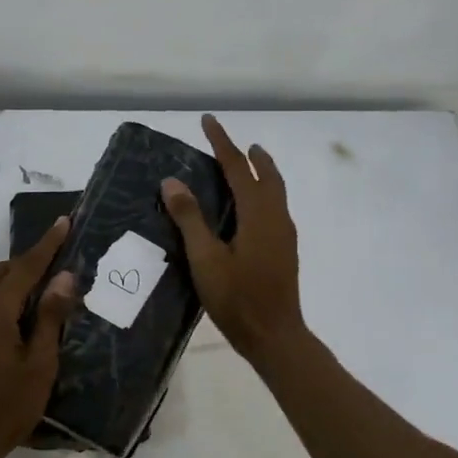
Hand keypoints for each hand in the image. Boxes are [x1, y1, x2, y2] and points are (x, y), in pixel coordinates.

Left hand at [0, 216, 77, 457]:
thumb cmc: (7, 406)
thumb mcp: (39, 363)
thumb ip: (50, 317)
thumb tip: (64, 276)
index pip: (26, 266)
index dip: (48, 244)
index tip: (65, 221)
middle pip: (5, 271)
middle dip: (33, 259)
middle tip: (63, 255)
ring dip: (20, 277)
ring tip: (51, 282)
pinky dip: (9, 294)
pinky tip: (29, 310)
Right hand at [162, 114, 305, 361]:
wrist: (275, 336)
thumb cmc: (237, 298)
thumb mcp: (206, 258)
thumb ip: (190, 218)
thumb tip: (172, 181)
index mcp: (258, 214)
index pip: (238, 168)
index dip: (222, 143)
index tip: (208, 121)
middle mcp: (276, 217)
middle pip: (266, 175)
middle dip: (248, 155)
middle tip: (232, 142)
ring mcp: (284, 234)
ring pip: (275, 191)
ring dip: (261, 172)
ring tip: (247, 162)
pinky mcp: (284, 249)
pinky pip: (275, 206)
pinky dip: (263, 192)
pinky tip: (250, 206)